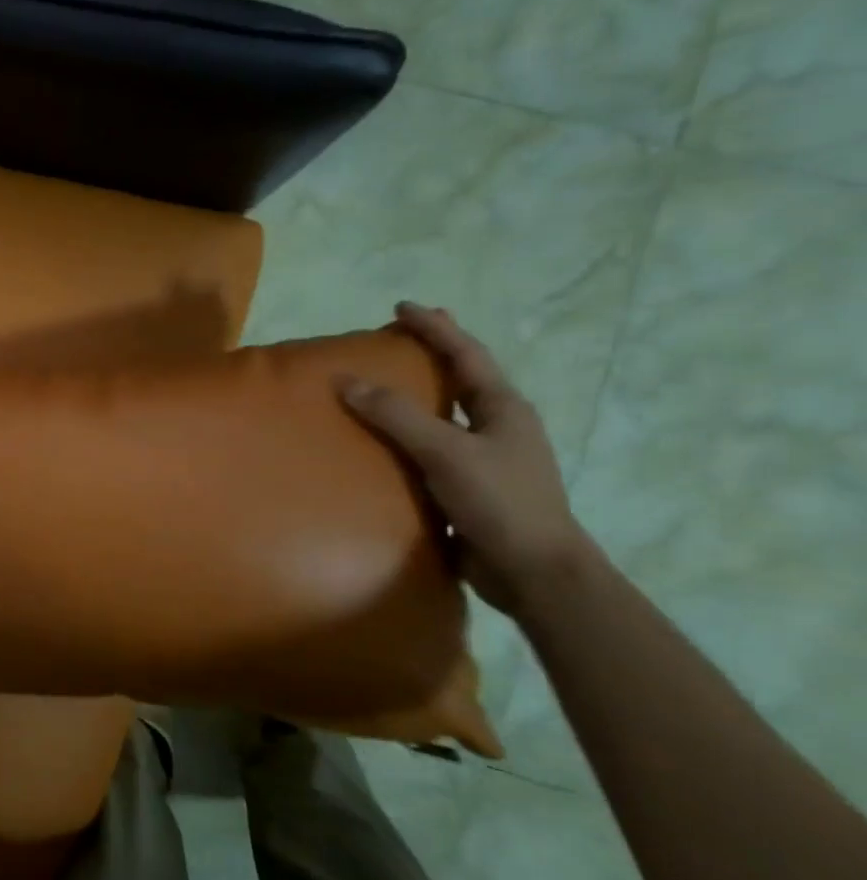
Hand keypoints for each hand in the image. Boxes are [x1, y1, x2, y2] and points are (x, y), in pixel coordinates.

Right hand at [338, 301, 598, 620]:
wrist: (534, 572)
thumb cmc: (499, 502)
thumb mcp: (445, 452)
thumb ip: (396, 415)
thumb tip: (345, 380)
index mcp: (503, 408)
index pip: (465, 354)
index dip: (435, 328)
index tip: (402, 307)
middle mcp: (498, 426)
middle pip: (461, 379)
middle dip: (433, 356)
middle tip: (397, 340)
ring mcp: (487, 458)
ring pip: (447, 415)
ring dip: (419, 396)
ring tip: (382, 386)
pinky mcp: (470, 487)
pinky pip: (432, 448)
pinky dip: (409, 435)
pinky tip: (384, 443)